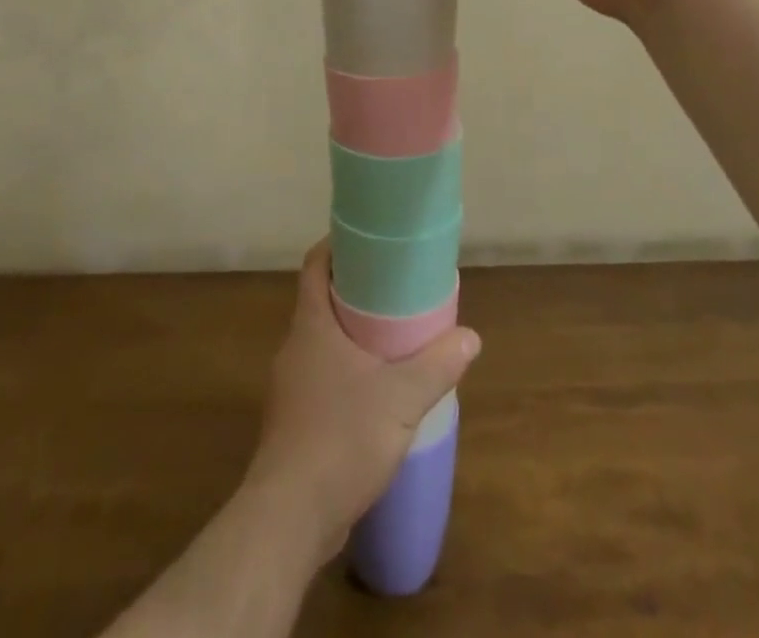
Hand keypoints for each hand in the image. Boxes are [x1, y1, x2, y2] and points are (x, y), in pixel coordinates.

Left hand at [242, 243, 478, 570]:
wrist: (289, 519)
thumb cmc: (341, 438)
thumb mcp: (401, 398)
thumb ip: (436, 365)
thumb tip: (470, 337)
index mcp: (311, 325)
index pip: (315, 265)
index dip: (337, 245)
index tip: (368, 239)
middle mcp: (295, 347)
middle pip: (321, 301)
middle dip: (355, 291)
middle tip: (395, 288)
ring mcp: (291, 387)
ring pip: (323, 342)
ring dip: (352, 335)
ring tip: (393, 338)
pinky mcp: (295, 422)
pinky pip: (322, 378)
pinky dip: (347, 372)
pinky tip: (376, 393)